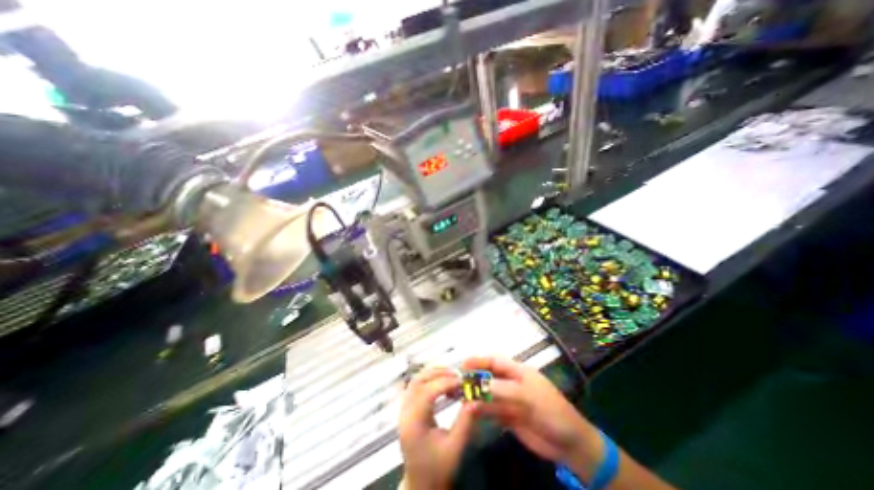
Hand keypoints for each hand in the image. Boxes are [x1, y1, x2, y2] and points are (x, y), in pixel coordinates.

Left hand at [398, 368, 477, 489]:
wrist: (421, 484)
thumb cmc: (438, 468)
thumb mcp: (455, 447)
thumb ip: (465, 422)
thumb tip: (476, 399)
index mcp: (414, 422)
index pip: (428, 392)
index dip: (446, 383)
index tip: (463, 382)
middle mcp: (405, 412)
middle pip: (418, 381)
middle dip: (439, 374)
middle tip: (458, 375)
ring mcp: (403, 409)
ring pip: (416, 381)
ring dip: (433, 374)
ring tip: (451, 377)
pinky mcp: (407, 409)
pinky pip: (415, 386)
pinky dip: (428, 380)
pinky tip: (441, 384)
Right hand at [463, 356, 601, 473]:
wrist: (570, 444)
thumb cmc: (551, 411)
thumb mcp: (527, 396)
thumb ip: (502, 389)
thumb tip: (478, 384)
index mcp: (519, 372)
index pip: (495, 362)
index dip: (479, 360)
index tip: (463, 364)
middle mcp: (512, 384)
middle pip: (489, 377)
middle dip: (475, 378)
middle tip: (457, 383)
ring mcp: (510, 400)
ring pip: (489, 394)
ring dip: (476, 395)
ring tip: (460, 398)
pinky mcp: (509, 417)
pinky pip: (492, 411)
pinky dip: (481, 411)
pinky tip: (471, 412)